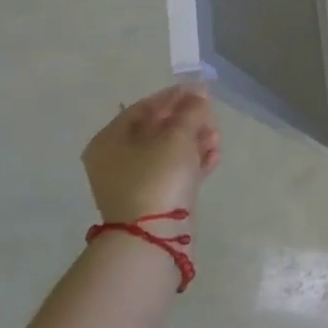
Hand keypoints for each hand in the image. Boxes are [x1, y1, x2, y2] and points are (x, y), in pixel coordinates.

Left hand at [81, 85, 220, 224]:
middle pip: (157, 129)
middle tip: (212, 119)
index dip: (174, 96)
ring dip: (195, 141)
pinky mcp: (152, 199)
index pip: (144, 107)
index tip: (202, 91)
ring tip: (216, 140)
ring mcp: (133, 181)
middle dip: (189, 121)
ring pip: (169, 151)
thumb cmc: (158, 175)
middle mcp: (116, 159)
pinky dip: (193, 162)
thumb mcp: (178, 135)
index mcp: (110, 140)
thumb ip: (191, 110)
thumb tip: (198, 92)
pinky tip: (214, 157)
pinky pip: (174, 171)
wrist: (154, 235)